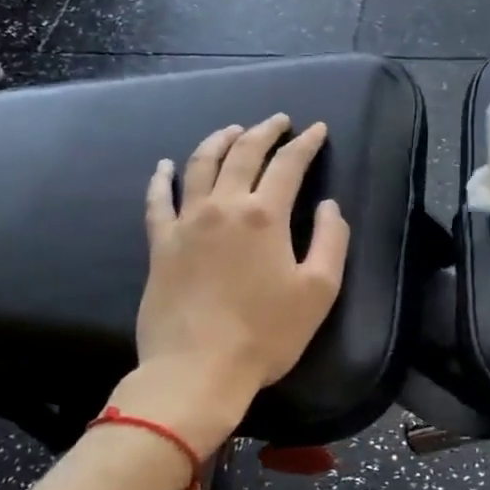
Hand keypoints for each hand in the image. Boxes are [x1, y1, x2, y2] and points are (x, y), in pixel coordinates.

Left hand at [132, 114, 350, 449]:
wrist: (197, 369)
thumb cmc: (266, 333)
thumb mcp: (319, 290)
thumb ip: (331, 240)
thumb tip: (330, 206)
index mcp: (265, 215)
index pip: (288, 165)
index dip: (306, 143)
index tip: (317, 129)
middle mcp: (224, 207)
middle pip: (243, 154)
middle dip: (264, 131)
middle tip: (278, 120)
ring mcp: (187, 223)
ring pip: (200, 166)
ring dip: (218, 141)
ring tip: (231, 130)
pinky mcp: (161, 245)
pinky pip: (158, 201)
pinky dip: (161, 179)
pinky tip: (164, 166)